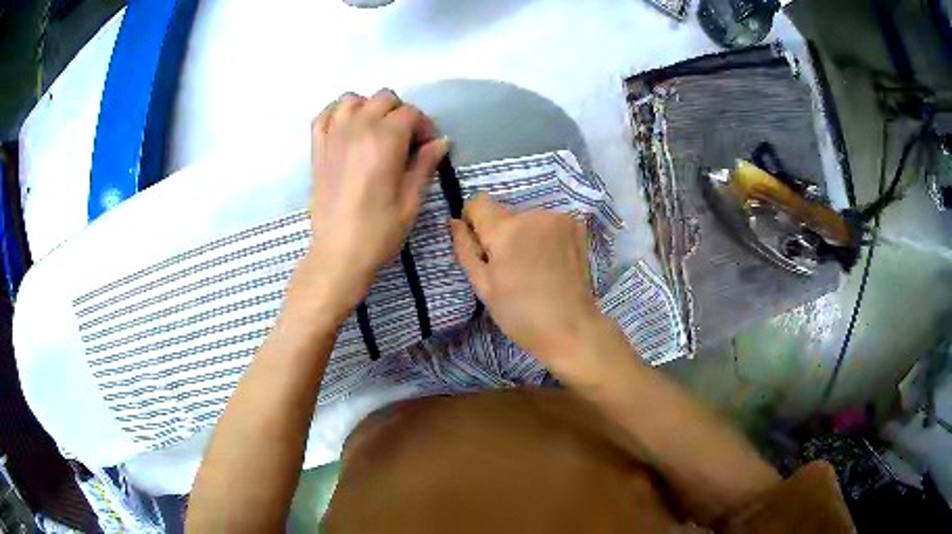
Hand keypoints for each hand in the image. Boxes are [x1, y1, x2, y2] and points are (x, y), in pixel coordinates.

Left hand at [306, 89, 448, 305]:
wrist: (338, 253)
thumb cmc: (379, 231)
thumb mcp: (412, 199)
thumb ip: (425, 164)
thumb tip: (440, 141)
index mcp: (384, 140)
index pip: (411, 113)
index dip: (424, 126)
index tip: (428, 146)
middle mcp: (357, 128)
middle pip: (384, 98)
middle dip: (401, 113)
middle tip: (405, 140)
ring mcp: (333, 136)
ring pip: (353, 99)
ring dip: (369, 108)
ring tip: (376, 131)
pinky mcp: (317, 148)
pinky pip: (325, 114)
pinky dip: (338, 114)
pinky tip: (347, 130)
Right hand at [450, 195, 602, 366]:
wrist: (571, 328)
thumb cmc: (520, 314)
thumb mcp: (483, 286)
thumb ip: (466, 249)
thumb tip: (455, 222)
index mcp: (506, 230)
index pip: (478, 202)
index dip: (474, 222)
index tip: (482, 248)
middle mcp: (534, 214)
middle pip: (504, 213)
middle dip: (501, 233)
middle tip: (509, 267)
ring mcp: (559, 218)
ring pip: (527, 218)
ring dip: (524, 234)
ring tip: (532, 267)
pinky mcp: (576, 226)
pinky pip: (548, 223)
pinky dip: (544, 236)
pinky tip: (550, 262)